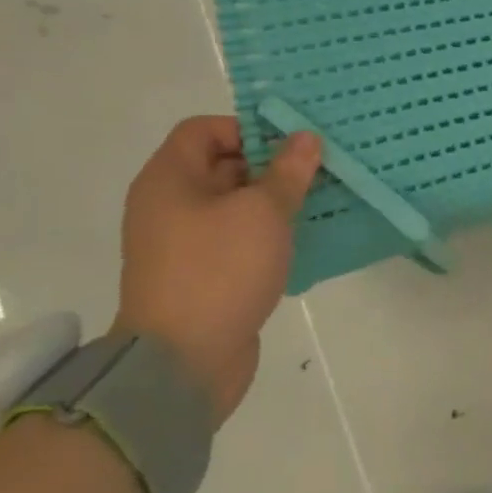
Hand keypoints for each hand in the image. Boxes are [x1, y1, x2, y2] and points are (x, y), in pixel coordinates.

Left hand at [114, 117, 321, 424]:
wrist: (182, 364)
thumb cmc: (218, 271)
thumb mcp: (263, 212)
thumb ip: (287, 172)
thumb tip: (304, 138)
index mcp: (170, 180)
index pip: (204, 130)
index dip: (247, 128)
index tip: (290, 143)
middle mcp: (170, 206)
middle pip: (222, 166)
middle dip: (271, 165)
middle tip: (318, 168)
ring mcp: (184, 244)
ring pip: (235, 206)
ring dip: (275, 201)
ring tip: (321, 199)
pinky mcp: (202, 276)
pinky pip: (238, 240)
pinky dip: (268, 235)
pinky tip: (305, 238)